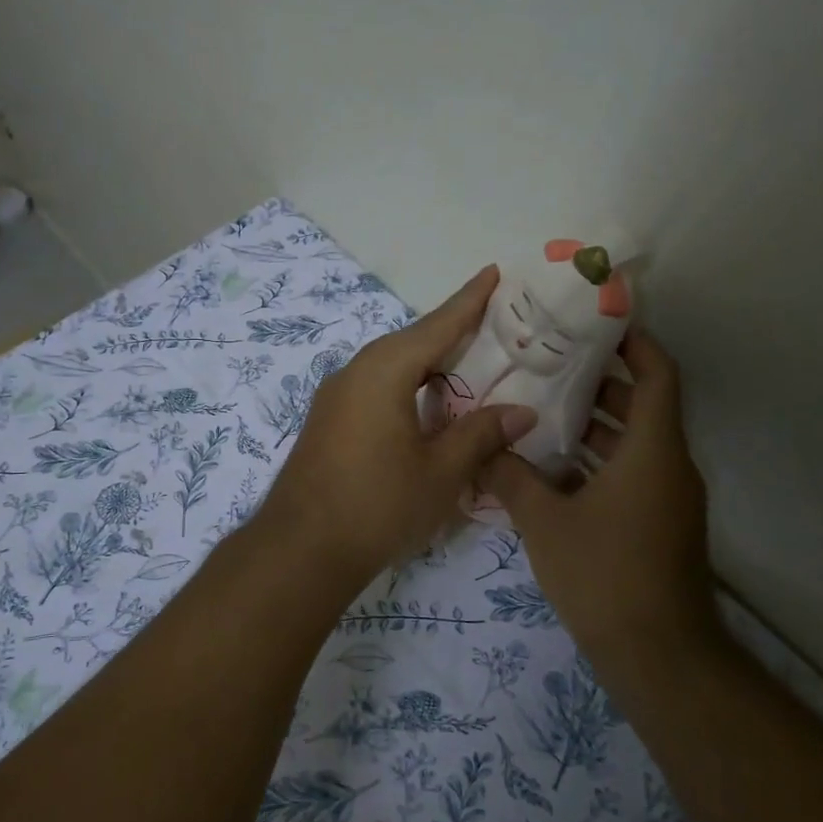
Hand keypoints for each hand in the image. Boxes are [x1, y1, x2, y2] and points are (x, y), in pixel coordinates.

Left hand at [258, 266, 537, 586]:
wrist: (300, 549)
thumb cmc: (378, 505)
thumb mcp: (441, 471)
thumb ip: (482, 434)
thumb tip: (522, 411)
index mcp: (384, 371)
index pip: (437, 325)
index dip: (469, 300)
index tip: (493, 272)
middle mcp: (355, 372)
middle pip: (412, 343)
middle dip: (452, 333)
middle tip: (494, 326)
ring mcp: (335, 398)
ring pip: (391, 367)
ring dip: (428, 365)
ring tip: (467, 368)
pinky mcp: (328, 422)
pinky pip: (375, 389)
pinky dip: (406, 388)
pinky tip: (426, 408)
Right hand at [478, 330, 718, 683]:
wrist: (657, 654)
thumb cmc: (604, 574)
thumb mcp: (545, 522)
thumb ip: (511, 478)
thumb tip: (482, 448)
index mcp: (652, 450)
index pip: (657, 375)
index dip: (635, 343)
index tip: (597, 324)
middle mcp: (668, 466)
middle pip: (643, 407)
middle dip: (599, 383)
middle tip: (548, 365)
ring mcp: (667, 499)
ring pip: (634, 444)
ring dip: (594, 426)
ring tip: (540, 410)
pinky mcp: (658, 525)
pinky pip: (630, 475)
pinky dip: (597, 463)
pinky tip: (550, 469)